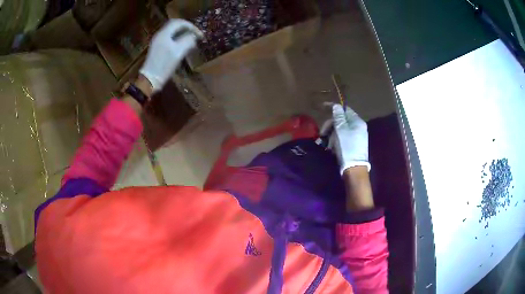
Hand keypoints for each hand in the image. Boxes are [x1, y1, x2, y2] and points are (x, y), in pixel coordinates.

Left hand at [139, 19, 202, 92]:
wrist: (150, 79)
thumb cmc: (164, 65)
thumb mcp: (178, 52)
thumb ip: (188, 40)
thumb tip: (194, 36)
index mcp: (164, 34)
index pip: (179, 22)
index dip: (191, 26)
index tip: (199, 34)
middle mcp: (160, 35)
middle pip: (175, 25)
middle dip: (187, 28)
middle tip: (196, 34)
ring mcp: (157, 41)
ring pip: (172, 31)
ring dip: (182, 33)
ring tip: (191, 39)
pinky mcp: (157, 48)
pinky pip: (169, 38)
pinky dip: (178, 38)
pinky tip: (183, 45)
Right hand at [324, 104, 369, 173]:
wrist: (354, 169)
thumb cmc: (347, 147)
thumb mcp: (341, 130)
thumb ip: (338, 116)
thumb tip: (336, 105)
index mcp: (357, 122)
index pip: (345, 109)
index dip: (334, 108)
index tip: (323, 107)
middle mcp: (358, 128)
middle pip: (342, 120)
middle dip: (331, 125)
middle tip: (322, 133)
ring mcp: (356, 137)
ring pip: (340, 130)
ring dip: (332, 135)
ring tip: (328, 144)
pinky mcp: (353, 145)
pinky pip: (342, 138)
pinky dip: (336, 141)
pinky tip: (332, 147)